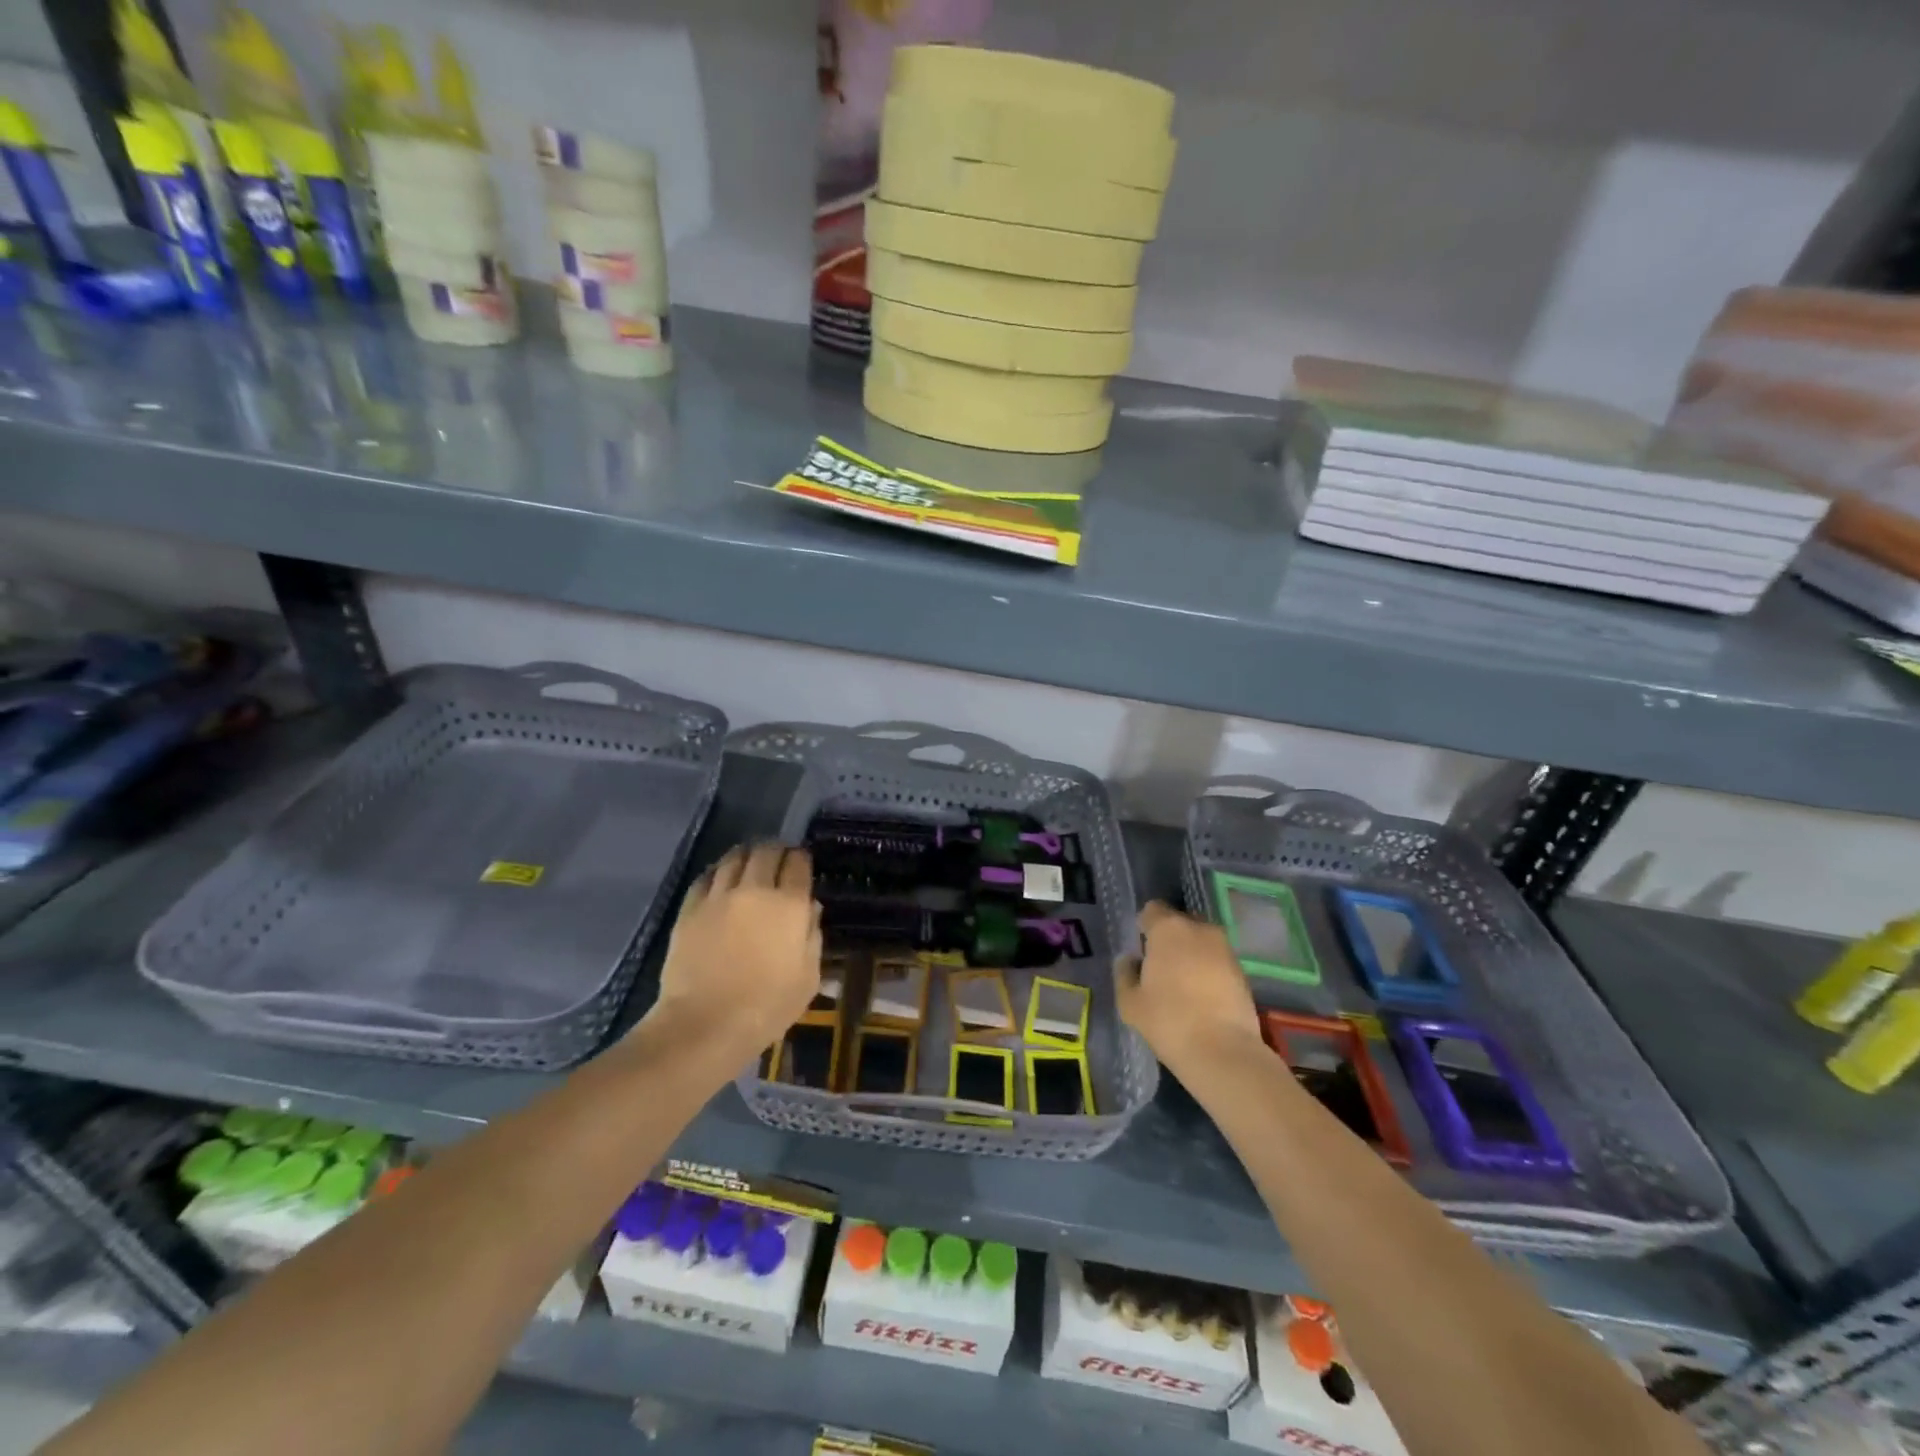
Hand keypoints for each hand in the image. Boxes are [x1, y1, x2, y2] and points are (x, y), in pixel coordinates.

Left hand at [646, 843, 821, 1067]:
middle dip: (776, 851)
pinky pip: (707, 876)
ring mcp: (719, 896)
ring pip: (734, 857)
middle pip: (767, 851)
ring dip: (747, 855)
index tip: (801, 864)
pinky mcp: (690, 907)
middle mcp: (755, 890)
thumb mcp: (807, 978)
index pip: (798, 863)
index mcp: (790, 905)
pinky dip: (718, 872)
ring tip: (749, 864)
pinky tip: (721, 880)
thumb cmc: (766, 1007)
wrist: (704, 1025)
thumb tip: (809, 910)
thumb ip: (812, 937)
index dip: (801, 859)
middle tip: (778, 861)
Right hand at [1115, 901, 1263, 1076]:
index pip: (1152, 910)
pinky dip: (1208, 970)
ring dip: (1191, 954)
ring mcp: (1225, 949)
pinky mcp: (1242, 971)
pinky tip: (1201, 997)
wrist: (1222, 1052)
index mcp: (1168, 929)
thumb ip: (1125, 974)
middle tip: (1160, 967)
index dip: (1144, 927)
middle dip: (1170, 938)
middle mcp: (1199, 929)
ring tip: (1182, 984)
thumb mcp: (1129, 1002)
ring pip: (1201, 941)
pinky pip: (1217, 960)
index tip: (1141, 950)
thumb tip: (1130, 961)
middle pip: (1179, 922)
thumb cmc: (1168, 1020)